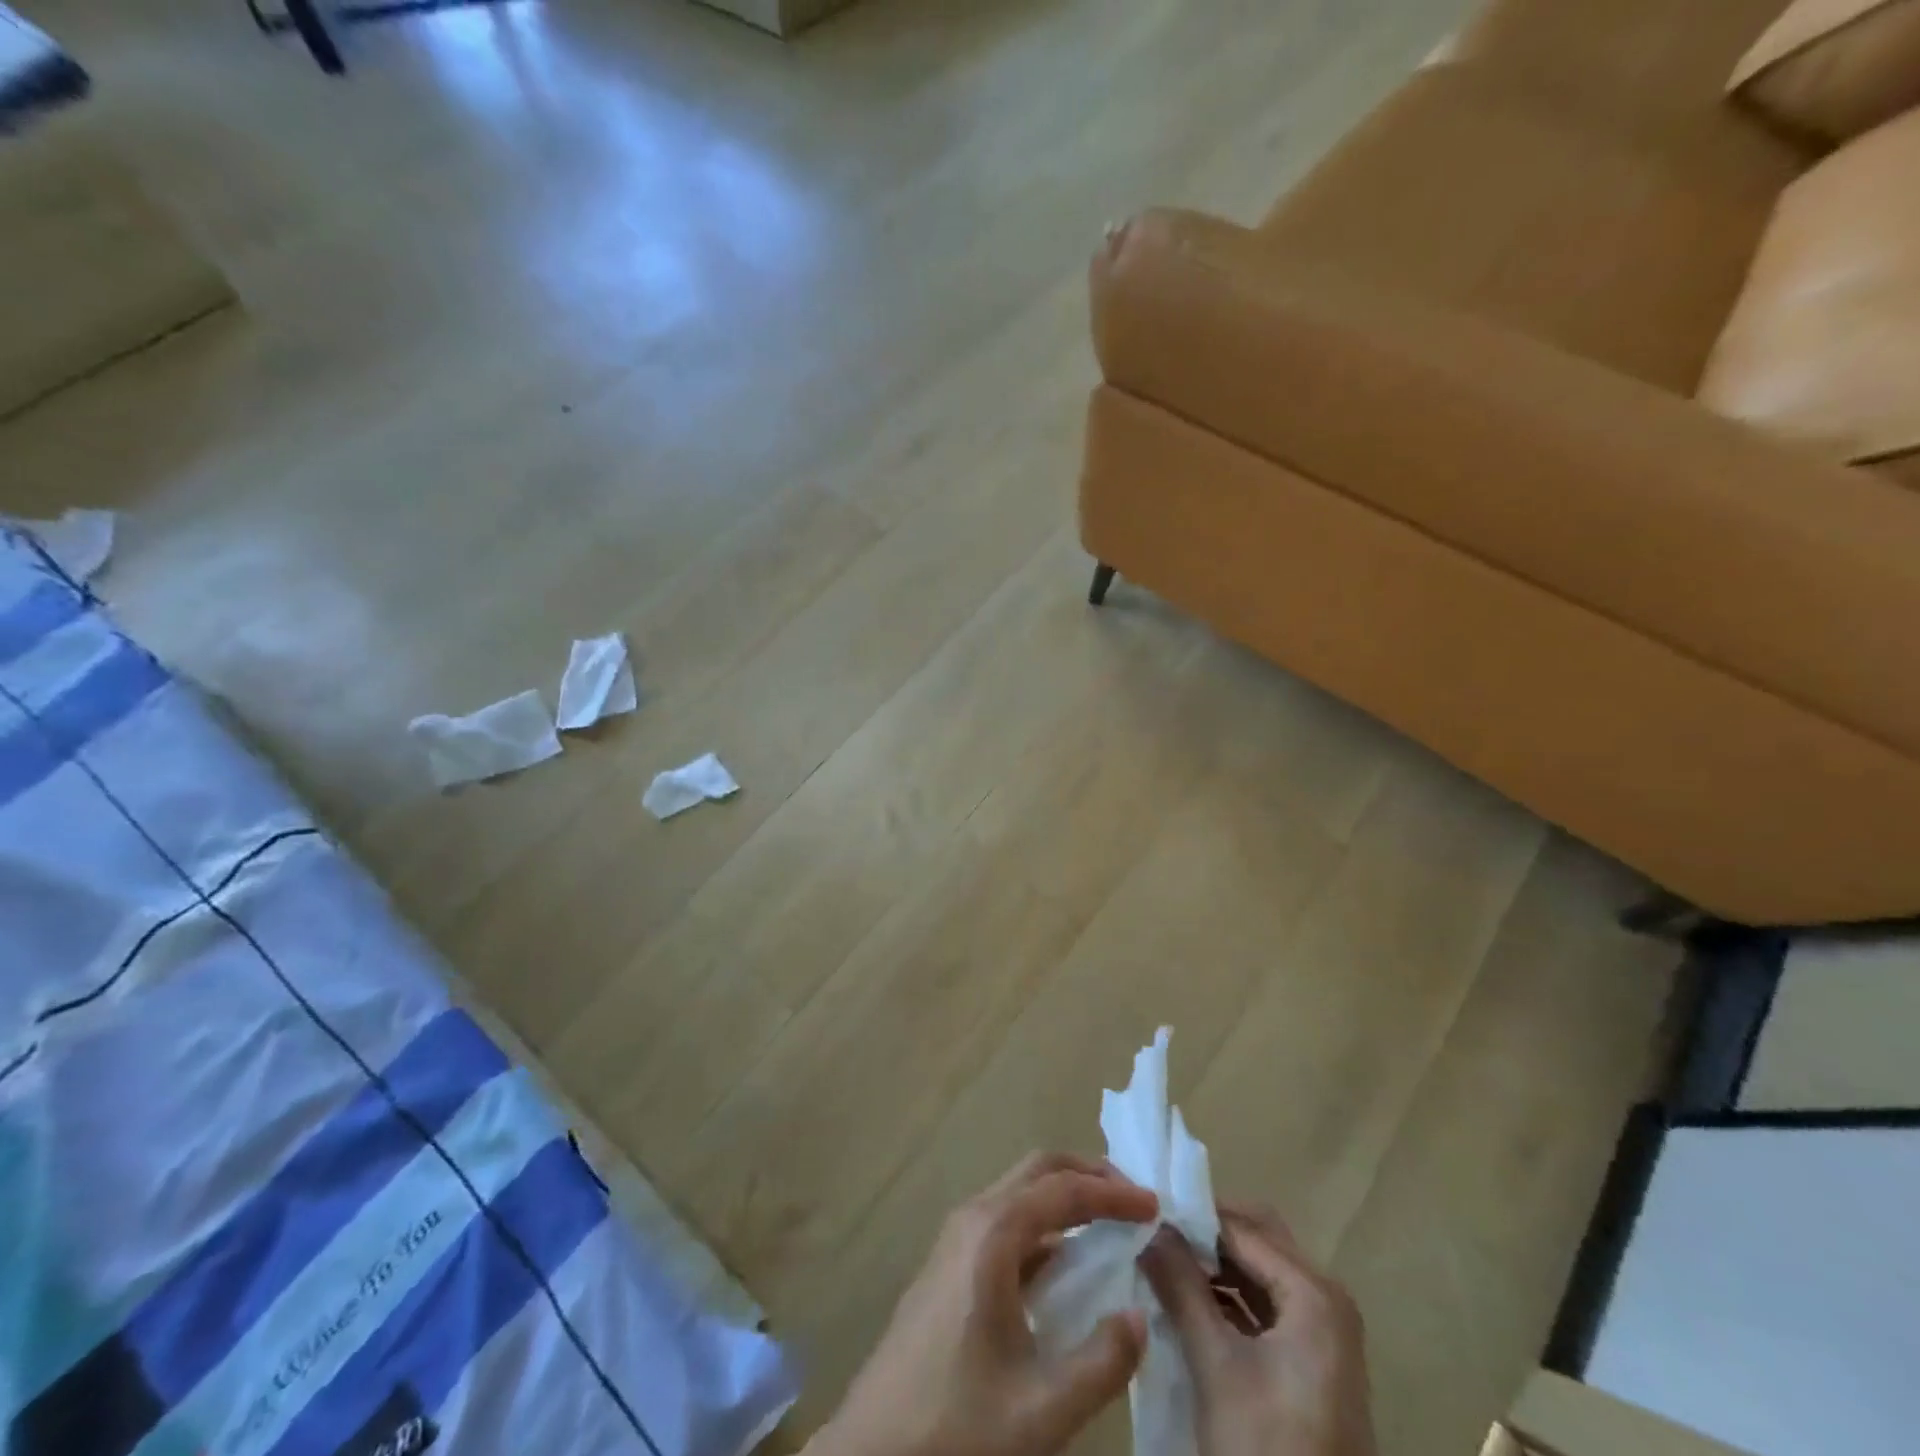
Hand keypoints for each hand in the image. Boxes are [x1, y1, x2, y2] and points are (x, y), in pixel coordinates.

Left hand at [811, 1152, 1158, 1455]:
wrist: (872, 1452)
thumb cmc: (957, 1425)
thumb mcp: (1042, 1409)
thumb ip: (1102, 1362)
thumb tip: (1140, 1316)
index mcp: (992, 1233)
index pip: (1064, 1189)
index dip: (1112, 1191)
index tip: (1154, 1206)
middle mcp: (971, 1219)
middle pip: (1037, 1171)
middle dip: (1087, 1175)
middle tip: (1132, 1200)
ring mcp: (954, 1239)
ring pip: (1018, 1193)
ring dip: (1064, 1198)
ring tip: (1107, 1225)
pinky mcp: (947, 1265)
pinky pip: (1003, 1223)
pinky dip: (1042, 1226)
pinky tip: (1064, 1266)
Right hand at [1141, 1203, 1376, 1455]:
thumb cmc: (1267, 1446)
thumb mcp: (1215, 1365)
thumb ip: (1181, 1286)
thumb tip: (1149, 1225)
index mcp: (1314, 1293)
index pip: (1242, 1228)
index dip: (1192, 1215)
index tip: (1145, 1208)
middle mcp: (1327, 1301)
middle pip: (1257, 1241)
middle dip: (1205, 1234)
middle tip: (1153, 1231)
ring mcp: (1324, 1335)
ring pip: (1260, 1273)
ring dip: (1214, 1265)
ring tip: (1161, 1261)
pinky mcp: (1314, 1365)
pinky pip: (1267, 1307)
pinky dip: (1229, 1298)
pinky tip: (1188, 1302)